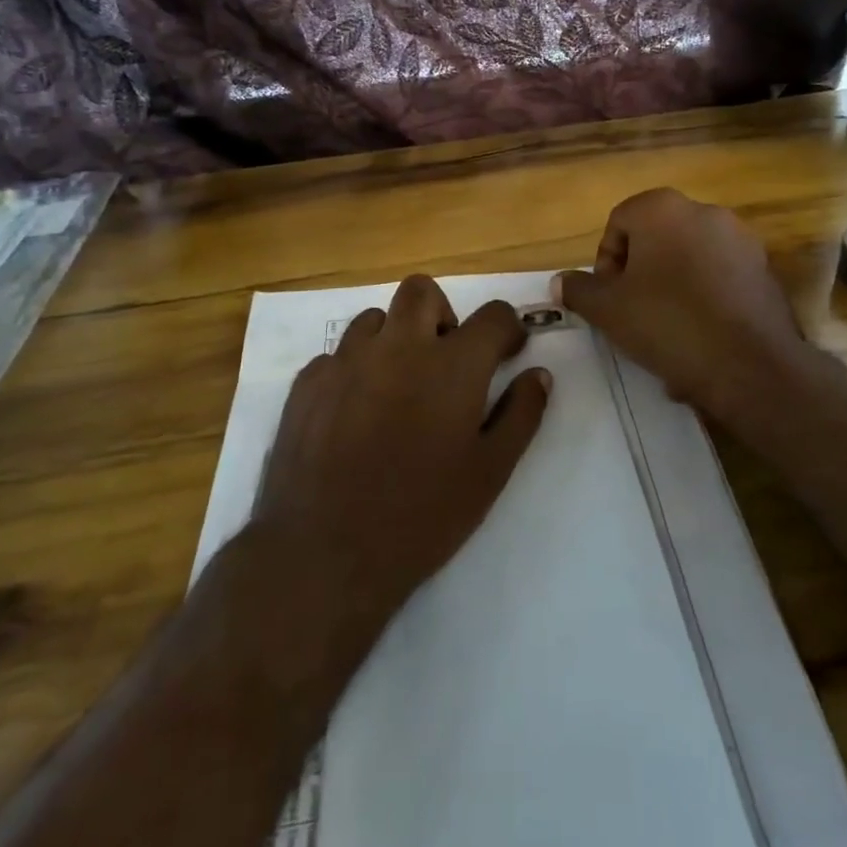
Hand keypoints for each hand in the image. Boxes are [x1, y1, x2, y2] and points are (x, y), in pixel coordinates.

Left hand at [254, 276, 551, 624]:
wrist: (324, 554)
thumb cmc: (420, 517)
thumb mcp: (489, 473)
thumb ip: (521, 415)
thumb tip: (539, 375)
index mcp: (452, 365)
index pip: (493, 315)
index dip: (508, 328)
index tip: (508, 351)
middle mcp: (399, 346)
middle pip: (422, 291)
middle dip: (442, 313)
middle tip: (446, 358)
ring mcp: (347, 360)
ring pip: (375, 318)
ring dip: (394, 338)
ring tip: (397, 386)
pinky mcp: (307, 382)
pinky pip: (337, 354)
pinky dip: (354, 370)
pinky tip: (354, 413)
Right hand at [554, 189, 807, 430]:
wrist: (751, 366)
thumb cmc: (668, 324)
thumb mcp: (608, 310)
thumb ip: (580, 290)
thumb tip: (560, 282)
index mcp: (663, 208)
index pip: (618, 224)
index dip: (606, 264)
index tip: (610, 300)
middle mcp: (705, 211)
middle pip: (656, 240)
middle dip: (640, 276)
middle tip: (634, 315)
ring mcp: (741, 239)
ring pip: (689, 262)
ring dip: (672, 291)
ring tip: (667, 335)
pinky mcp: (765, 269)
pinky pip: (720, 280)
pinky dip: (705, 301)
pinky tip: (701, 341)